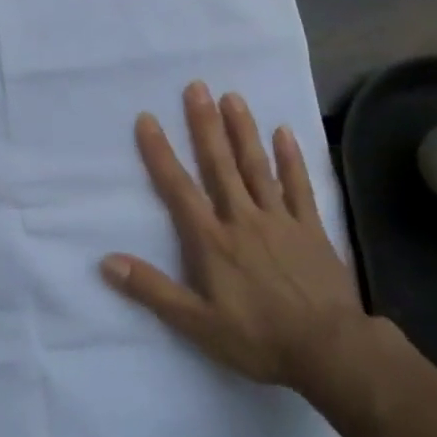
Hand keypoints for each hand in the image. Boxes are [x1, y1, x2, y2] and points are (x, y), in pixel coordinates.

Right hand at [101, 82, 365, 397]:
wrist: (329, 350)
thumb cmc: (257, 338)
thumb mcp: (196, 323)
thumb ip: (151, 290)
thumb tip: (107, 261)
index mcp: (211, 241)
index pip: (178, 188)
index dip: (160, 153)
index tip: (148, 119)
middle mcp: (242, 219)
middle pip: (219, 165)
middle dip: (204, 125)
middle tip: (196, 86)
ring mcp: (280, 220)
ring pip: (257, 167)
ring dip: (243, 130)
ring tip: (232, 97)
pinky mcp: (311, 228)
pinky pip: (300, 186)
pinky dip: (292, 158)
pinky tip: (285, 132)